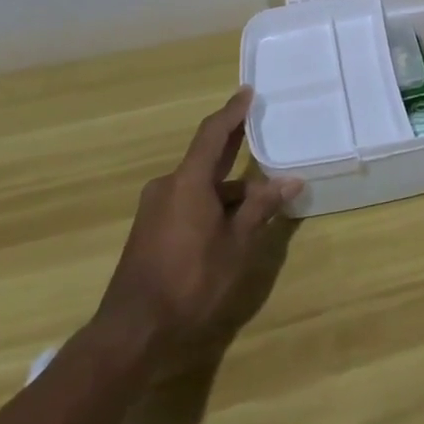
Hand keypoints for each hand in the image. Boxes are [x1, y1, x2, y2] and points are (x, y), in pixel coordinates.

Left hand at [92, 87, 303, 365]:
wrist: (132, 331)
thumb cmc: (190, 281)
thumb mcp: (236, 244)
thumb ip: (261, 208)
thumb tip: (291, 180)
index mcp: (188, 182)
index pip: (213, 134)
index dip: (232, 112)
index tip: (248, 92)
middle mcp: (168, 187)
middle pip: (206, 156)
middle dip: (233, 143)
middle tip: (259, 129)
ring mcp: (156, 209)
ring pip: (200, 185)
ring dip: (229, 187)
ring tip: (262, 196)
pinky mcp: (152, 230)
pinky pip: (188, 201)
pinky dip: (213, 202)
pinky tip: (234, 221)